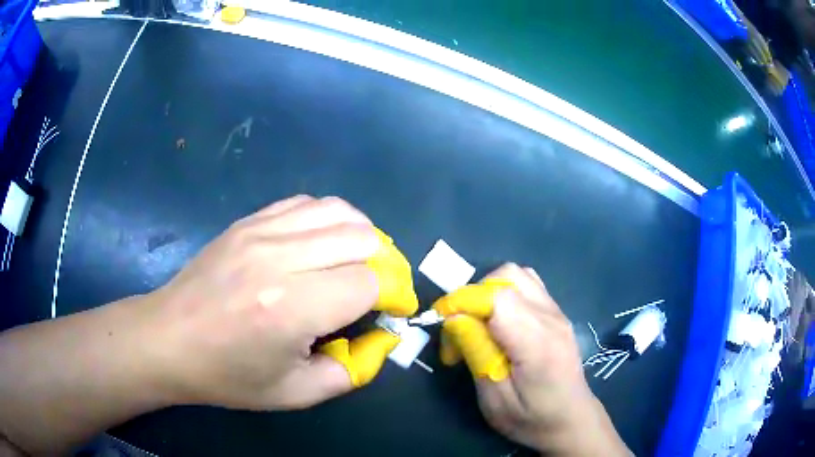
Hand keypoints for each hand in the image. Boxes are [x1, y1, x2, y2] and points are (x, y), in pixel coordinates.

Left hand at [147, 195, 382, 409]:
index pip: (369, 282)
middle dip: (384, 265)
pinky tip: (322, 245)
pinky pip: (306, 203)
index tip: (394, 311)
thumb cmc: (228, 375)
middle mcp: (279, 258)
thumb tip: (383, 338)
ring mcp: (260, 230)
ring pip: (339, 211)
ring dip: (361, 237)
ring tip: (356, 264)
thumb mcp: (296, 393)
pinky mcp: (248, 221)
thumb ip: (352, 371)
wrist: (168, 339)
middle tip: (377, 290)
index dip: (392, 296)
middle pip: (362, 238)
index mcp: (291, 308)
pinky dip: (329, 220)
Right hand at [442, 264, 630, 455]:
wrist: (571, 420)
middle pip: (507, 277)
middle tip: (459, 328)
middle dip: (473, 295)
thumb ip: (477, 355)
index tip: (440, 321)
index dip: (462, 300)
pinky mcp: (556, 313)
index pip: (497, 298)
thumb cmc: (532, 419)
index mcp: (537, 343)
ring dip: (489, 291)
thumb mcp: (495, 400)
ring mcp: (557, 312)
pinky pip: (527, 285)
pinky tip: (499, 321)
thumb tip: (456, 319)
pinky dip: (504, 293)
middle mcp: (551, 318)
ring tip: (478, 323)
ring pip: (517, 275)